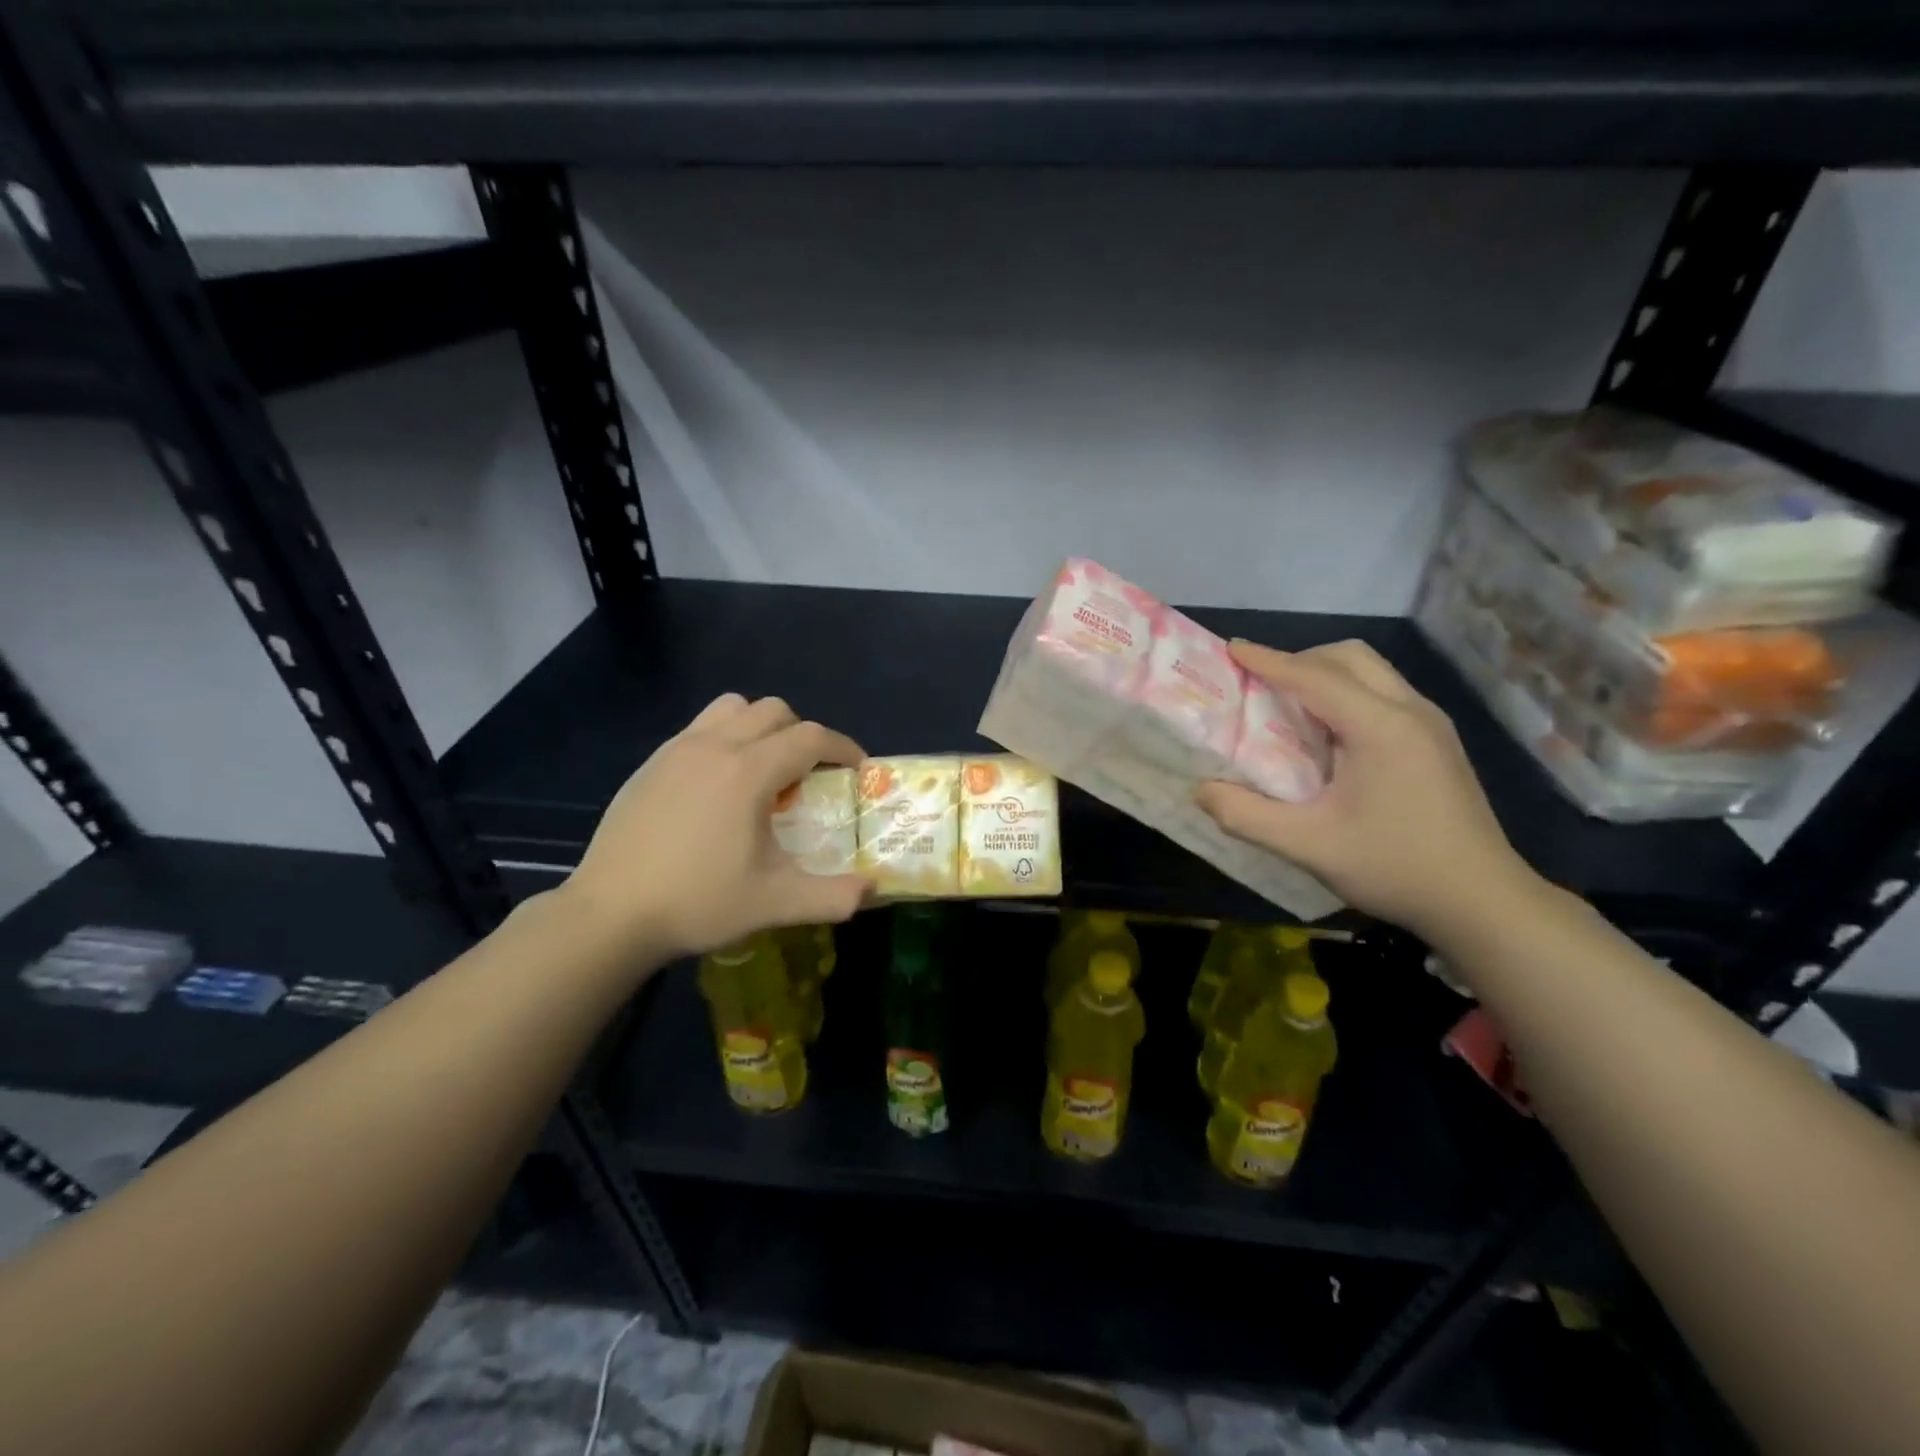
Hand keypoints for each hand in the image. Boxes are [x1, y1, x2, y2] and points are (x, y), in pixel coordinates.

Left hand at [565, 694, 868, 961]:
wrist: (610, 914)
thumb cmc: (698, 902)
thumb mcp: (775, 903)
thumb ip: (833, 896)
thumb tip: (873, 889)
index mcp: (748, 771)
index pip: (811, 738)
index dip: (843, 748)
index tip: (857, 770)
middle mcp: (715, 746)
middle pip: (775, 711)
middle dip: (804, 735)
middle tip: (810, 777)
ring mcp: (678, 749)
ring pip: (734, 708)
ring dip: (761, 727)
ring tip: (763, 770)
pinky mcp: (652, 762)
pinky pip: (701, 727)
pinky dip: (725, 738)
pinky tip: (719, 785)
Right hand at [1195, 640, 1541, 940]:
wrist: (1483, 901)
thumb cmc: (1395, 867)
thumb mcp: (1308, 846)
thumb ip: (1247, 816)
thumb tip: (1201, 791)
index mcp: (1381, 727)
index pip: (1315, 676)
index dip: (1269, 661)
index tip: (1231, 649)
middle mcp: (1411, 711)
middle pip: (1350, 657)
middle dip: (1300, 660)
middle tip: (1260, 684)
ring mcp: (1431, 725)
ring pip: (1371, 672)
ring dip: (1326, 675)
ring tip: (1289, 706)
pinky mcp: (1437, 742)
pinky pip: (1383, 695)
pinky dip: (1347, 695)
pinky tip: (1328, 735)